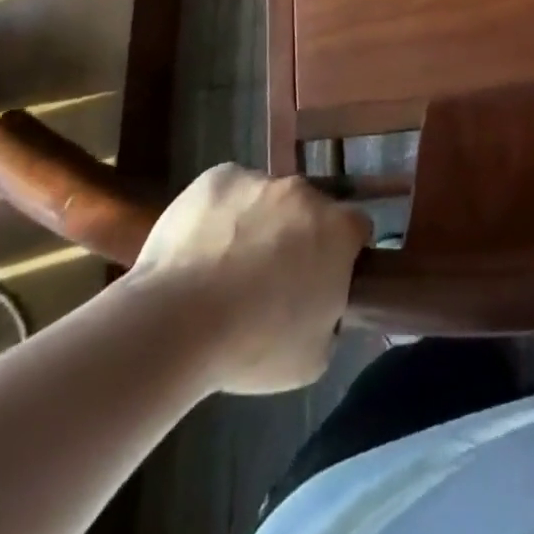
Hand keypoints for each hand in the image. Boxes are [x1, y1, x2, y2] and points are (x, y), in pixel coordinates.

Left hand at [132, 165, 370, 394]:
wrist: (177, 321)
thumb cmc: (253, 345)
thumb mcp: (314, 356)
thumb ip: (329, 316)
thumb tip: (320, 304)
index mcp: (338, 230)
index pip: (356, 230)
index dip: (343, 254)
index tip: (323, 280)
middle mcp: (304, 193)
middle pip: (309, 210)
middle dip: (297, 236)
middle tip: (271, 279)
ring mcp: (260, 179)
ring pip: (266, 199)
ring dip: (258, 224)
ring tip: (225, 269)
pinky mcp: (218, 177)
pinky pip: (229, 192)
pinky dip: (221, 213)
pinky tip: (200, 249)